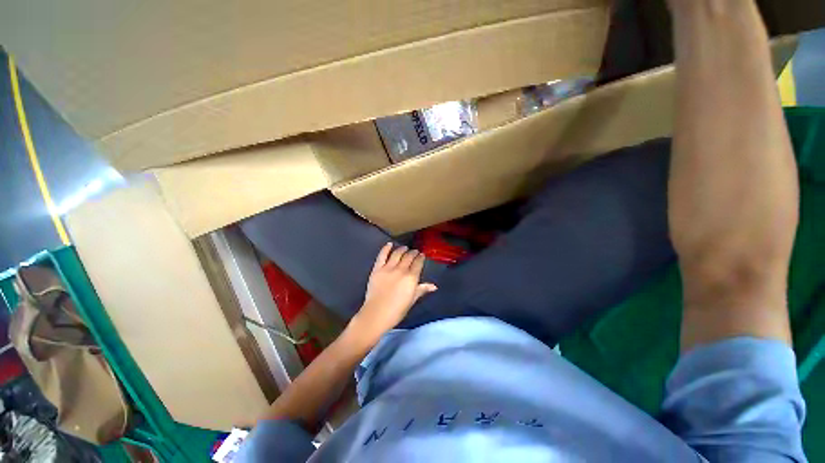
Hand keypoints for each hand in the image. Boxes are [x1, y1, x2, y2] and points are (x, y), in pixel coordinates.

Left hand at [348, 243, 437, 343]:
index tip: (422, 255)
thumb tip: (434, 286)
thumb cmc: (397, 310)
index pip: (418, 263)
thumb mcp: (412, 300)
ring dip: (402, 249)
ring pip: (397, 254)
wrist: (376, 314)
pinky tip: (389, 244)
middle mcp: (401, 270)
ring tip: (405, 248)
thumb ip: (421, 289)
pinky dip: (386, 248)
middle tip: (415, 251)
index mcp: (411, 278)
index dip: (420, 258)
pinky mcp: (377, 269)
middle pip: (408, 257)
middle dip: (413, 253)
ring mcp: (388, 268)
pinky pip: (382, 255)